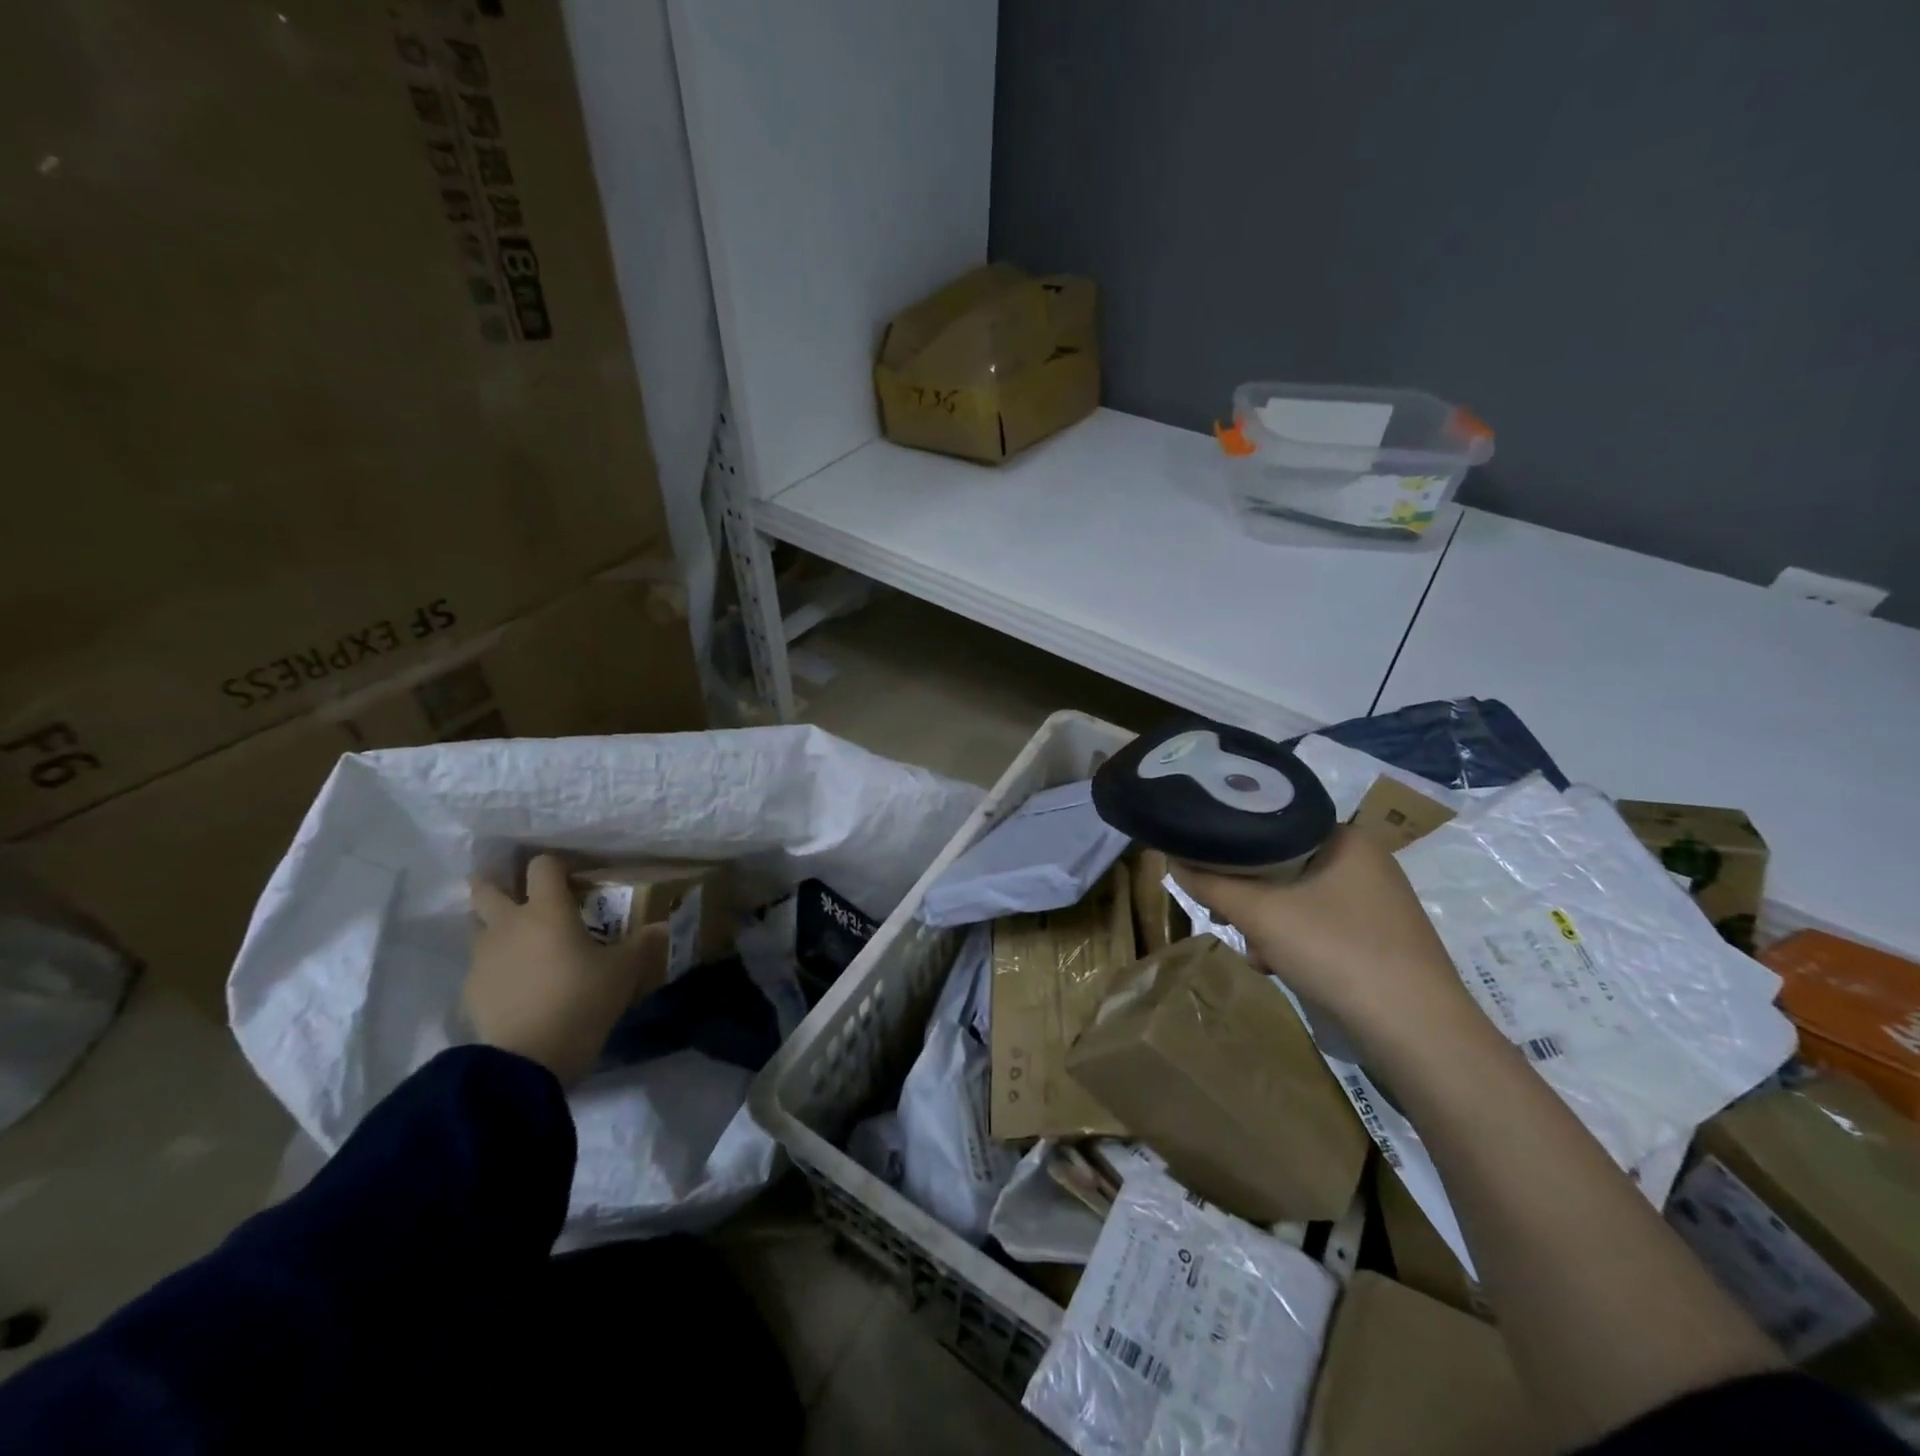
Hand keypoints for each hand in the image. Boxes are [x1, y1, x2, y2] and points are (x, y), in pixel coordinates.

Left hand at [465, 854, 659, 1085]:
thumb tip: (661, 926)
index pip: (542, 865)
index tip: (571, 879)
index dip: (556, 866)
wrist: (527, 1060)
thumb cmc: (581, 1000)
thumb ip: (642, 943)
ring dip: (493, 923)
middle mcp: (508, 924)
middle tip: (522, 895)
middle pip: (486, 887)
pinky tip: (516, 983)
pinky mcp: (470, 989)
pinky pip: (479, 964)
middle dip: (498, 883)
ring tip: (519, 939)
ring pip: (476, 925)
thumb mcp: (624, 971)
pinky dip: (494, 964)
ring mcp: (483, 956)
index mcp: (546, 910)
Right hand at [1173, 825, 1480, 1055]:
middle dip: (1249, 895)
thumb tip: (1171, 860)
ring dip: (1268, 923)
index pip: (1273, 824)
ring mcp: (1378, 903)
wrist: (1418, 1033)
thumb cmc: (1337, 952)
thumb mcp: (1260, 914)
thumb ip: (1211, 884)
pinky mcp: (1381, 939)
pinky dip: (1295, 941)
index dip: (1233, 846)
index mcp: (1347, 838)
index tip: (1207, 871)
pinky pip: (1321, 924)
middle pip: (1283, 864)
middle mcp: (1367, 862)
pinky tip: (1280, 967)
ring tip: (1255, 952)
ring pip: (1299, 898)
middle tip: (1228, 918)